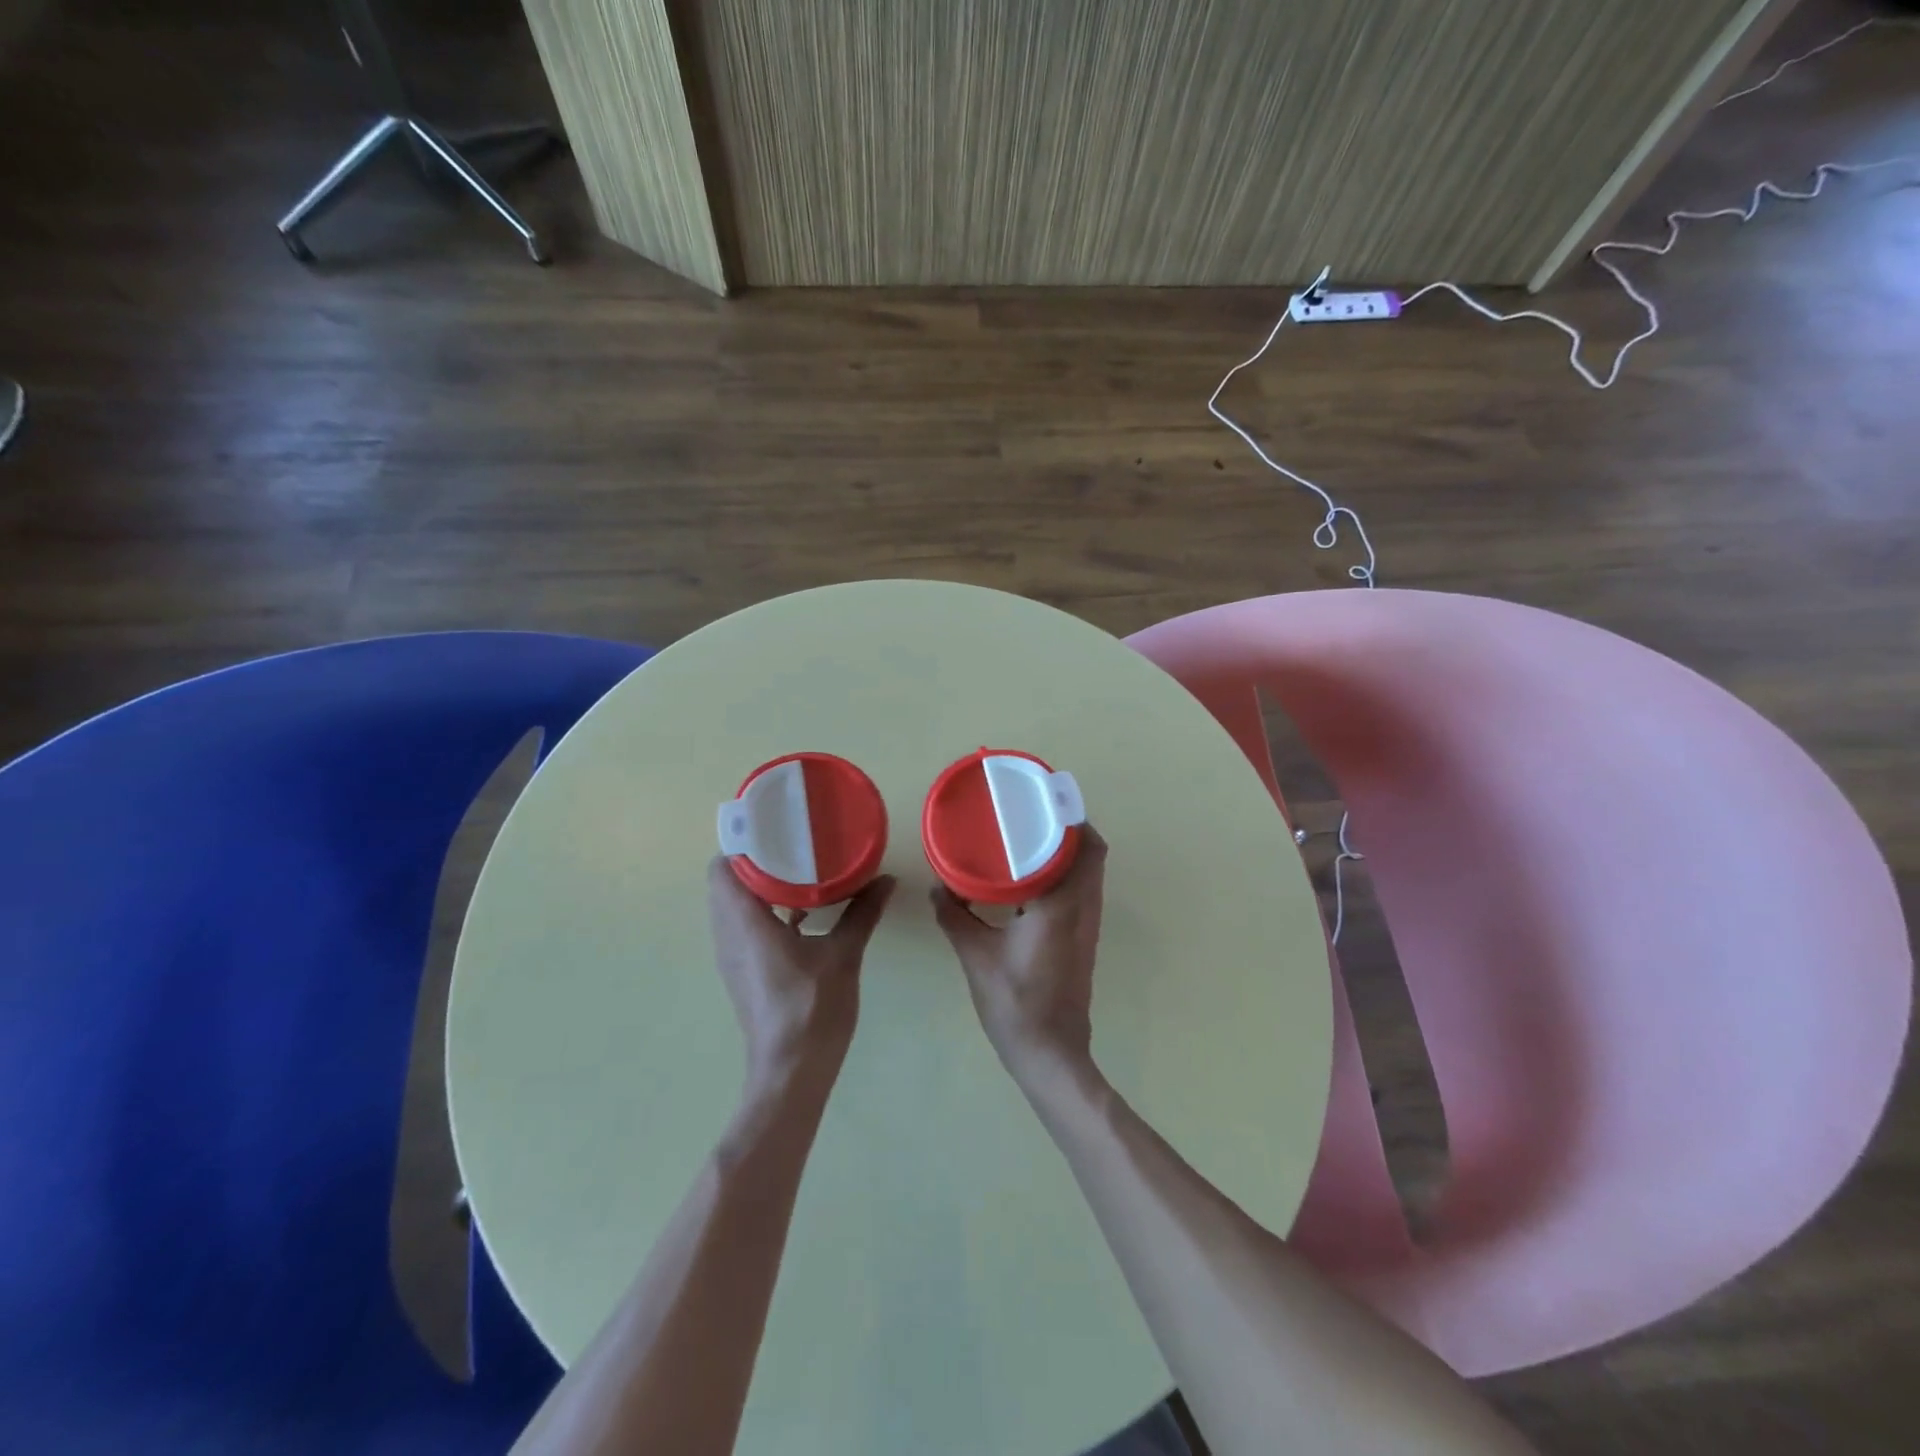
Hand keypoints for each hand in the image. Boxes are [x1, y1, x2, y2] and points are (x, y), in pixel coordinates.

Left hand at [707, 859, 895, 1088]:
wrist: (791, 1072)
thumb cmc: (812, 1008)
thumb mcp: (843, 955)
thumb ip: (862, 913)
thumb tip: (885, 879)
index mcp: (745, 923)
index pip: (723, 868)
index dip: (744, 843)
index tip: (775, 827)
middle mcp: (729, 935)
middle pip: (726, 883)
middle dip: (755, 860)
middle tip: (792, 844)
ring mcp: (733, 956)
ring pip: (733, 906)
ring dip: (758, 886)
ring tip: (797, 870)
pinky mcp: (743, 972)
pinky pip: (743, 927)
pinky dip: (763, 911)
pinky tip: (801, 912)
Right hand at [931, 826, 1107, 1086]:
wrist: (1050, 1053)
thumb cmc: (1015, 1002)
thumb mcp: (976, 956)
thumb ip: (955, 917)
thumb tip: (937, 886)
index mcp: (1062, 903)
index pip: (1084, 846)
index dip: (1072, 817)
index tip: (1045, 798)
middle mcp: (1084, 907)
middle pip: (1094, 853)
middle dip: (1070, 828)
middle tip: (1034, 814)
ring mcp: (1088, 925)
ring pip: (1090, 873)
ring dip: (1069, 851)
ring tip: (1030, 837)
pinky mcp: (1083, 939)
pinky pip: (1083, 891)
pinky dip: (1065, 874)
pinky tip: (1030, 879)